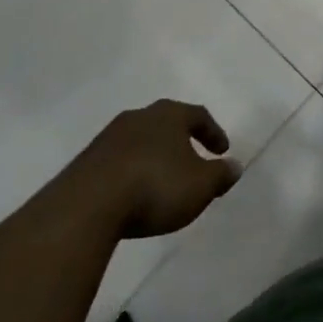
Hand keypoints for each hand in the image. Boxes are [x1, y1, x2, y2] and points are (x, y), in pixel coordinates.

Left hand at [77, 100, 241, 238]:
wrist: (88, 206)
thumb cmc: (155, 187)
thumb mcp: (200, 186)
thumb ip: (220, 175)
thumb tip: (235, 166)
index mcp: (169, 115)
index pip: (198, 115)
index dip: (213, 132)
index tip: (222, 151)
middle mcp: (140, 116)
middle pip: (166, 123)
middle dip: (181, 141)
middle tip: (192, 160)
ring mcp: (109, 137)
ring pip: (140, 140)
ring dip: (154, 156)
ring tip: (161, 180)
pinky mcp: (87, 160)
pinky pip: (118, 160)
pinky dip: (131, 171)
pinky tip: (132, 193)